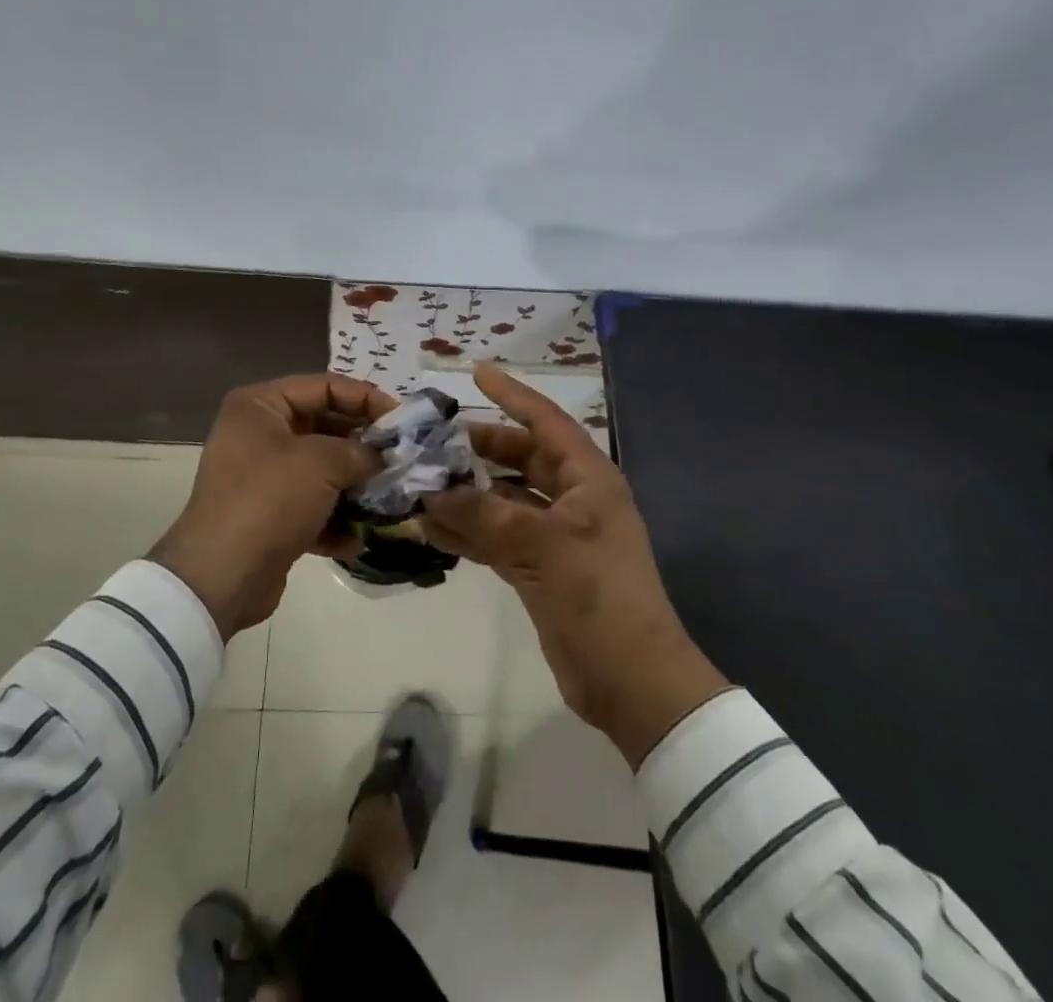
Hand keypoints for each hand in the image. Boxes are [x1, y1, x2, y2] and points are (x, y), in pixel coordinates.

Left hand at [150, 373, 396, 638]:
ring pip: (322, 469)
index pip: (324, 386)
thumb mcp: (322, 463)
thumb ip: (360, 450)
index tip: (401, 419)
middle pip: (324, 426)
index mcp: (260, 405)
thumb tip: (381, 456)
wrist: (222, 576)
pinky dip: (336, 518)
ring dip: (354, 483)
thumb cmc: (270, 499)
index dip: (365, 398)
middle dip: (362, 444)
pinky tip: (358, 537)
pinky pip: (312, 505)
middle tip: (400, 457)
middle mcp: (258, 434)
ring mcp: (263, 476)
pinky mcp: (270, 515)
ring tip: (388, 495)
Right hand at [420, 365, 729, 765]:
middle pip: (521, 459)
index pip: (546, 421)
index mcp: (588, 478)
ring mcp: (556, 535)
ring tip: (421, 484)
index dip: (512, 395)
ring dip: (467, 494)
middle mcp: (573, 498)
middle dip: (479, 450)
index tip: (476, 373)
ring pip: (504, 499)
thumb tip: (431, 493)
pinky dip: (469, 532)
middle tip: (433, 442)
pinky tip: (433, 530)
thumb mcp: (540, 544)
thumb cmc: (596, 594)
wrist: (631, 679)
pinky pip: (498, 536)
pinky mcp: (540, 568)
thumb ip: (483, 513)